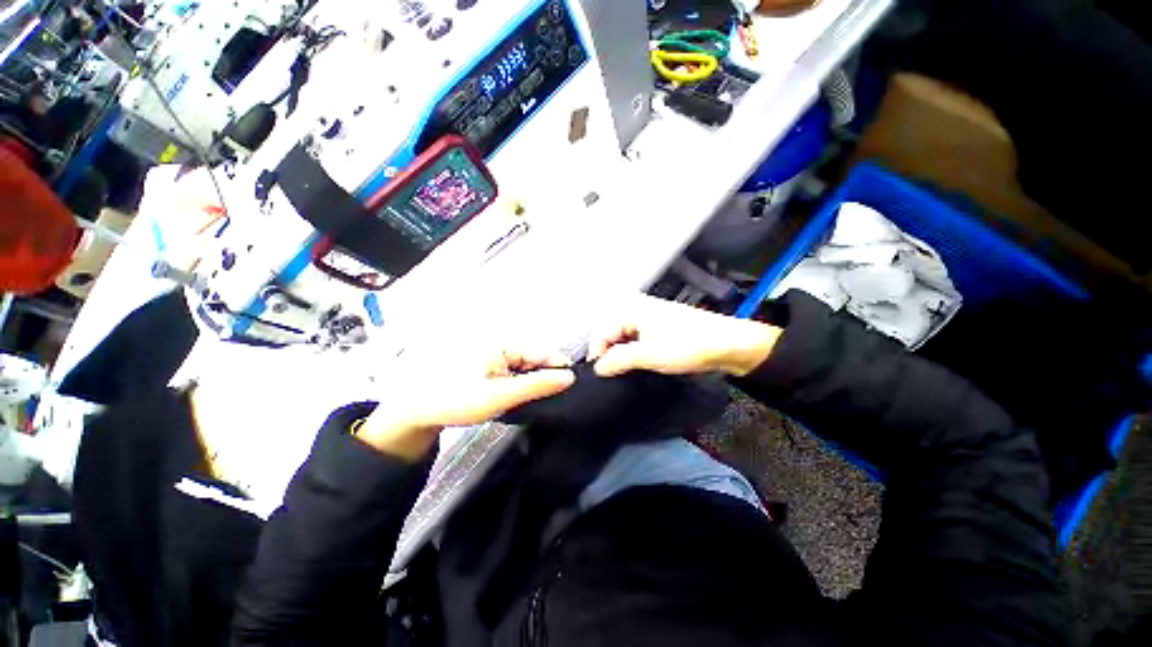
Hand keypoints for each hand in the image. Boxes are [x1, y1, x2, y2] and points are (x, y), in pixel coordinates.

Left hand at [359, 346, 575, 460]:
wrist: (418, 410)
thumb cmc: (457, 399)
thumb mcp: (501, 395)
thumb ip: (537, 385)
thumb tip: (569, 377)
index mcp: (504, 344)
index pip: (543, 352)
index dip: (560, 369)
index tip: (574, 387)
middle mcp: (502, 345)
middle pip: (536, 360)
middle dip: (546, 378)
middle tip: (555, 400)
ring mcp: (496, 356)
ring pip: (526, 368)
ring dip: (534, 383)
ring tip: (540, 401)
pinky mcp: (491, 367)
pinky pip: (515, 373)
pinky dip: (521, 385)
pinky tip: (522, 398)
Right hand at [588, 295, 781, 378]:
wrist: (728, 344)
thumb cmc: (691, 344)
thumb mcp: (649, 355)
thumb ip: (618, 360)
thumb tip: (599, 367)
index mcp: (632, 308)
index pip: (603, 333)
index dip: (598, 355)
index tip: (599, 375)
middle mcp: (638, 308)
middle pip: (613, 334)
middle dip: (611, 355)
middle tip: (614, 375)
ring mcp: (649, 317)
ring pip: (625, 338)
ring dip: (624, 355)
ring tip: (628, 372)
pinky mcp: (660, 326)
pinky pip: (638, 339)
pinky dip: (636, 353)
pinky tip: (640, 364)